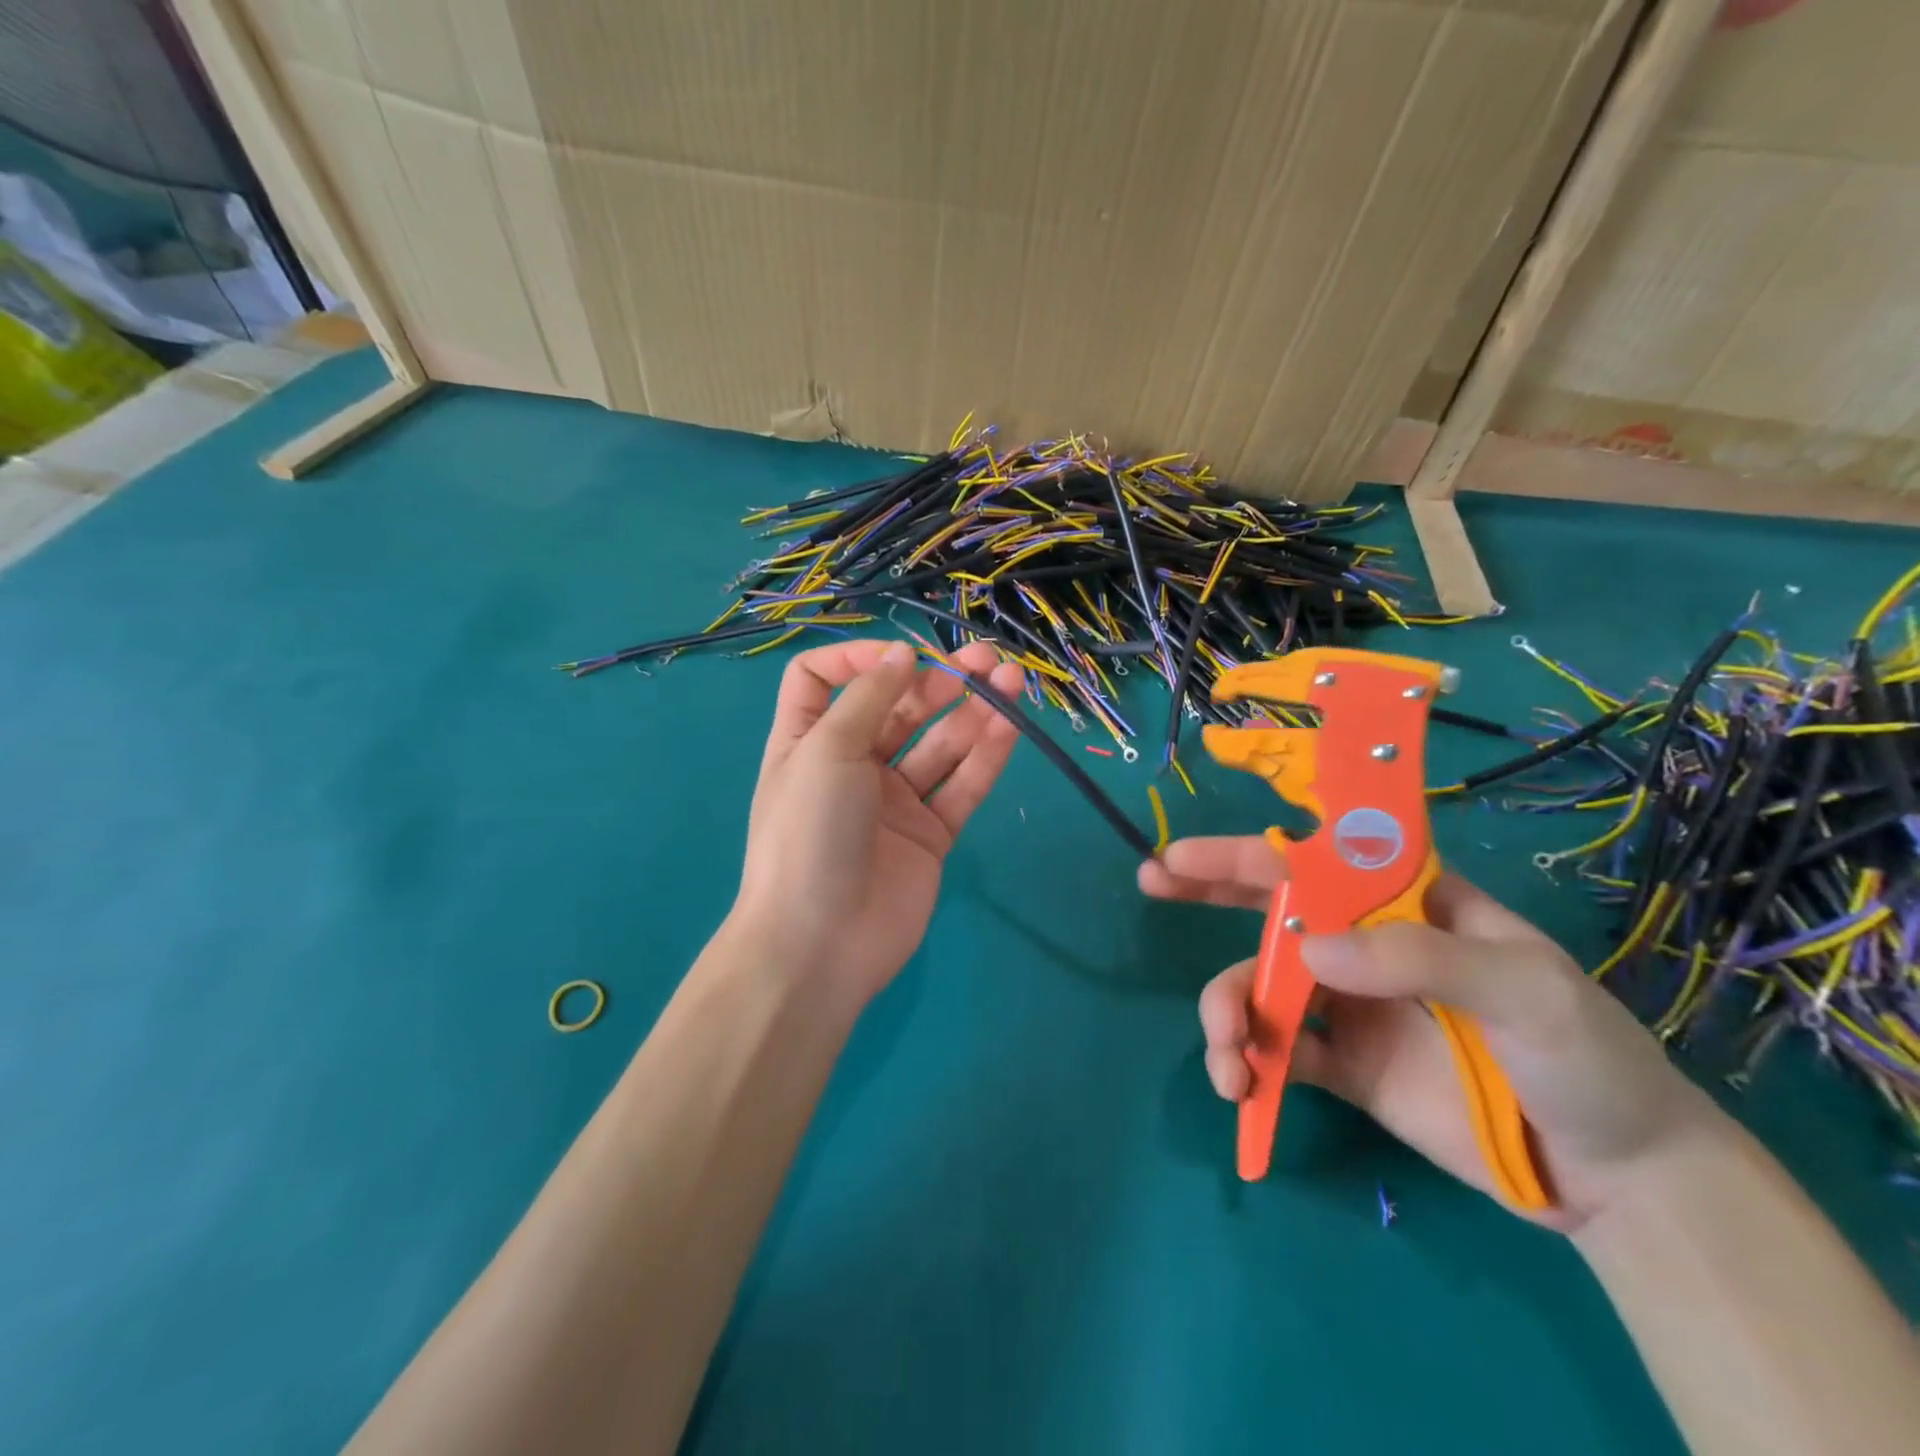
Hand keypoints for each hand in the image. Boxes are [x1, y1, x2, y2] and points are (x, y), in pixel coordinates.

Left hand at [731, 638, 1023, 1008]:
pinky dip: (987, 756)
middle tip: (984, 662)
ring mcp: (894, 801)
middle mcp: (852, 764)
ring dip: (974, 712)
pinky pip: (962, 786)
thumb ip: (868, 697)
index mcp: (809, 739)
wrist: (820, 944)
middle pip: (897, 707)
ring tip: (1010, 682)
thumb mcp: (826, 750)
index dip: (858, 658)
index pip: (823, 679)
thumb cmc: (809, 833)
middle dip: (939, 680)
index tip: (900, 658)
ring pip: (939, 744)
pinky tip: (1011, 726)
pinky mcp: (931, 834)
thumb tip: (901, 653)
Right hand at [1139, 839, 1730, 1230]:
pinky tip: (1243, 1088)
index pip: (1317, 858)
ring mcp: (1349, 1004)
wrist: (1620, 1181)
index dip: (1249, 846)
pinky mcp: (1342, 1065)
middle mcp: (1365, 943)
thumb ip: (1418, 957)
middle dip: (1207, 890)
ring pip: (1258, 984)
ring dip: (1224, 1011)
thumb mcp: (1525, 991)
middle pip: (1271, 906)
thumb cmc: (1588, 1059)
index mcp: (1406, 904)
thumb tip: (1306, 951)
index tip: (1188, 850)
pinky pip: (1276, 1049)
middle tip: (1152, 881)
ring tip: (1226, 1058)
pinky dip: (1247, 1061)